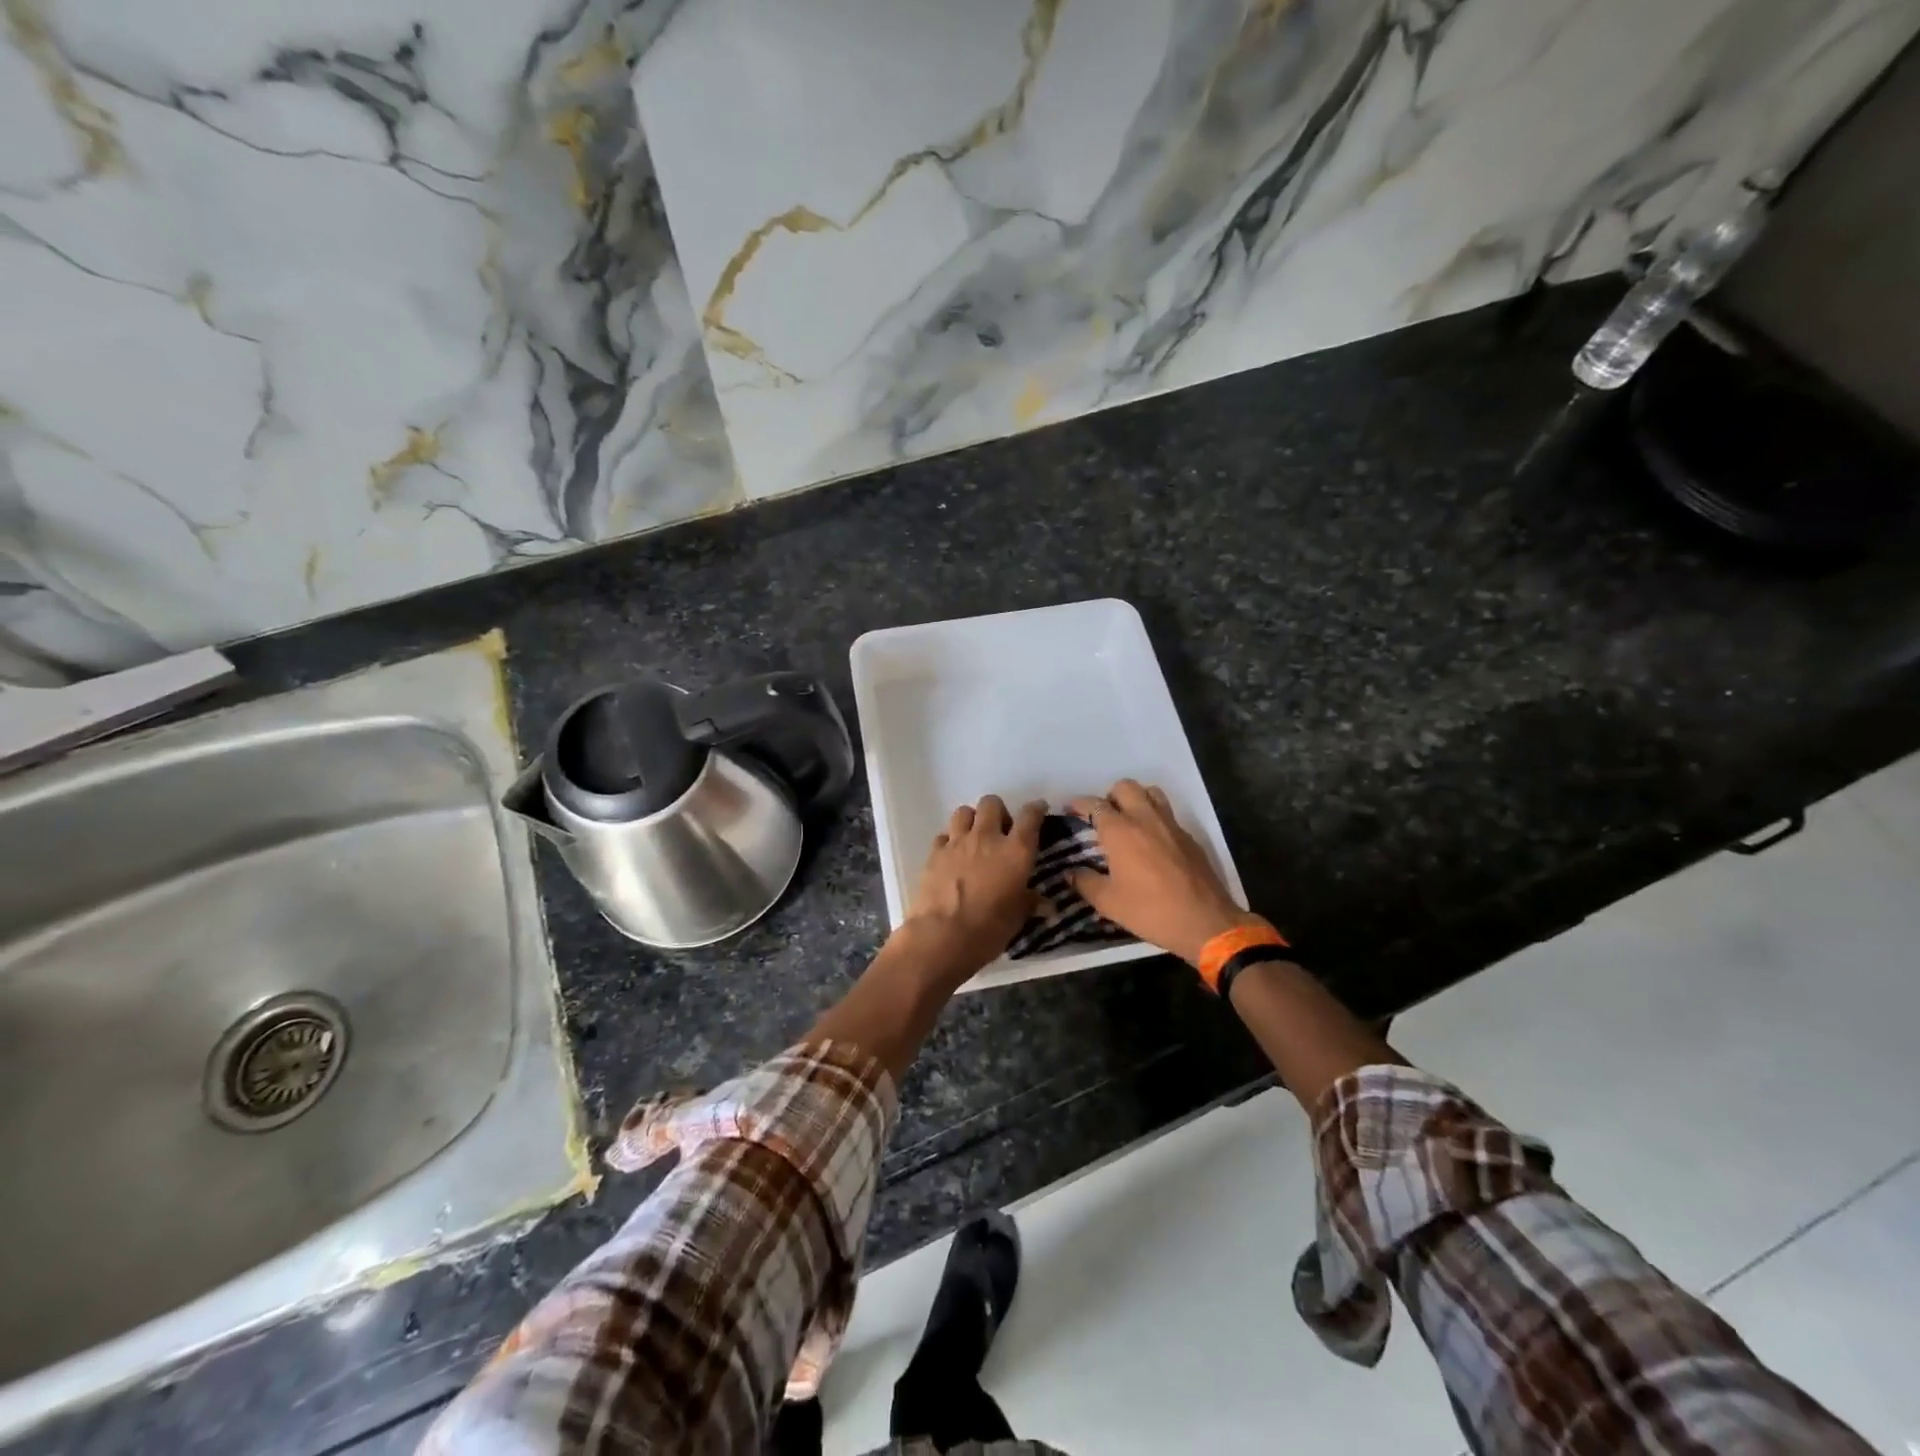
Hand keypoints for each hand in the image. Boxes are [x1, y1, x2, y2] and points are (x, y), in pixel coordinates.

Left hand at [894, 795, 1046, 983]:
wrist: (942, 936)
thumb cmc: (989, 929)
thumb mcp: (1017, 918)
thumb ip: (1029, 902)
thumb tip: (1044, 904)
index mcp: (1015, 851)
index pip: (1030, 816)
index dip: (1036, 809)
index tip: (1039, 809)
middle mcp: (987, 837)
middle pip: (991, 803)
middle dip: (998, 811)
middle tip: (1000, 831)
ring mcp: (957, 842)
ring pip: (964, 811)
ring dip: (972, 820)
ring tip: (974, 838)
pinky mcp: (934, 853)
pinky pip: (944, 835)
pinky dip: (950, 841)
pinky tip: (952, 856)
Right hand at [1068, 780, 1264, 966]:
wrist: (1205, 922)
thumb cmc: (1150, 911)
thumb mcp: (1109, 903)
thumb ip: (1085, 883)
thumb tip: (1070, 873)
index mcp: (1121, 831)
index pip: (1095, 805)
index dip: (1079, 804)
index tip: (1070, 810)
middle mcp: (1145, 819)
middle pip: (1125, 787)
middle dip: (1109, 796)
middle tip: (1102, 817)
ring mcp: (1171, 825)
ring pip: (1150, 793)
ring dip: (1135, 799)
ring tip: (1128, 821)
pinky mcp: (1189, 837)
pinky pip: (1168, 814)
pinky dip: (1155, 818)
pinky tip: (1152, 842)